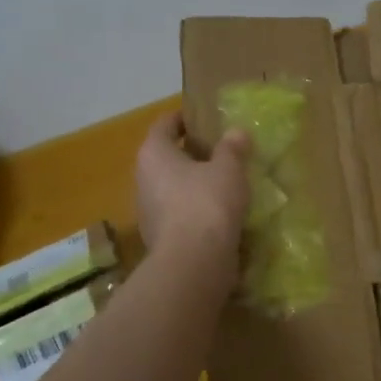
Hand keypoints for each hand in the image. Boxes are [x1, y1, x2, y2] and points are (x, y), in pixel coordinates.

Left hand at [135, 112, 251, 258]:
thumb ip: (232, 148)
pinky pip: (178, 213)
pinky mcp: (160, 237)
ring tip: (223, 182)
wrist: (194, 262)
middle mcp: (143, 179)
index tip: (202, 118)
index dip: (183, 119)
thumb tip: (237, 132)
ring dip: (193, 183)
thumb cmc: (207, 203)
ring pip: (172, 187)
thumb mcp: (228, 169)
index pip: (164, 125)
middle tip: (219, 150)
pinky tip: (219, 212)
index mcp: (154, 154)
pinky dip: (195, 209)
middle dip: (190, 153)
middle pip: (166, 157)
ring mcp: (148, 211)